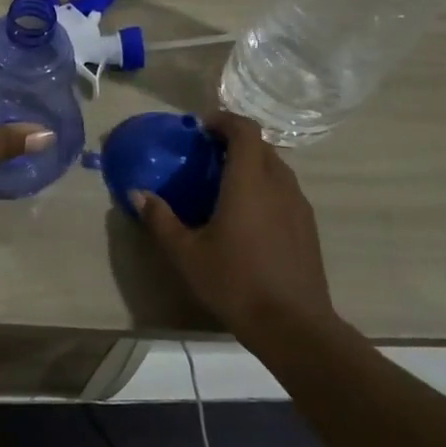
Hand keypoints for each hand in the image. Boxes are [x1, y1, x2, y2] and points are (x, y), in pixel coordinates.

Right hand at [136, 111, 333, 332]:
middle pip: (261, 146)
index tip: (201, 127)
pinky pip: (286, 190)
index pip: (245, 130)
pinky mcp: (308, 227)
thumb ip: (160, 219)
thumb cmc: (235, 281)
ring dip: (252, 163)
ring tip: (226, 182)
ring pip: (276, 168)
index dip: (224, 120)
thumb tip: (138, 193)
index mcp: (249, 182)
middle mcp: (278, 185)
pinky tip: (248, 214)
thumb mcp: (186, 253)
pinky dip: (266, 186)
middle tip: (207, 154)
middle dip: (235, 141)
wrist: (293, 326)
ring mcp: (298, 206)